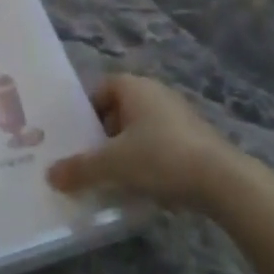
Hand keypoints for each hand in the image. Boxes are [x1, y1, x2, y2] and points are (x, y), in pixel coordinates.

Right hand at [47, 74, 259, 210]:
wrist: (222, 181)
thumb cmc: (160, 158)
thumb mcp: (111, 165)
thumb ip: (79, 169)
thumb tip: (51, 175)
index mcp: (135, 88)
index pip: (100, 89)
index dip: (85, 111)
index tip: (75, 137)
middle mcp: (157, 94)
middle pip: (118, 110)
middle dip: (102, 135)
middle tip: (86, 159)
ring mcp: (179, 116)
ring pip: (139, 130)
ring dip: (125, 150)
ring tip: (111, 177)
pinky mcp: (195, 140)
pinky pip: (159, 145)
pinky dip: (147, 161)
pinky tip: (141, 185)